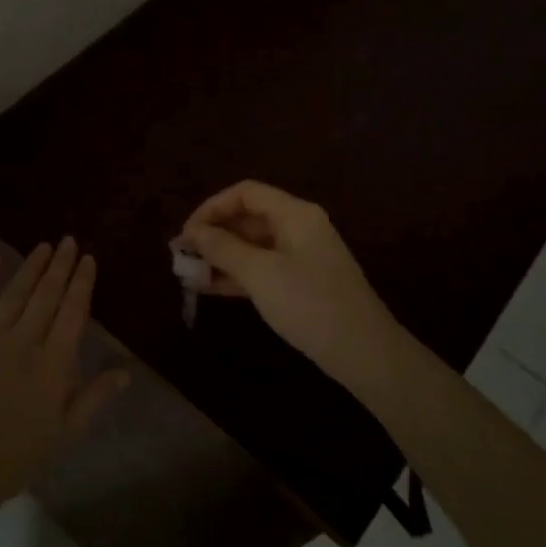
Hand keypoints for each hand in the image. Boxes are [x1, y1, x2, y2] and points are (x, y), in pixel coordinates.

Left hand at [0, 238, 128, 511]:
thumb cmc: (14, 456)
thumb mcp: (64, 434)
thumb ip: (94, 398)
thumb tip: (124, 371)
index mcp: (53, 363)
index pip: (72, 312)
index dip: (82, 283)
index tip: (88, 259)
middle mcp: (23, 340)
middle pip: (46, 295)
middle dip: (60, 266)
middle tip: (69, 241)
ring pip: (15, 293)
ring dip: (31, 267)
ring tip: (43, 246)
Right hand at [178, 181, 402, 386]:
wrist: (364, 353)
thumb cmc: (310, 304)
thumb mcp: (260, 274)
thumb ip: (223, 248)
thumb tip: (192, 232)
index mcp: (295, 214)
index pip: (245, 193)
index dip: (211, 207)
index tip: (186, 233)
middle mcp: (298, 227)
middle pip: (247, 218)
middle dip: (213, 234)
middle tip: (181, 255)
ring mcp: (300, 256)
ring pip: (251, 245)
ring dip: (220, 256)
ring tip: (189, 274)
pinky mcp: (300, 282)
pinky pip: (261, 268)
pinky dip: (236, 274)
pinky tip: (210, 288)